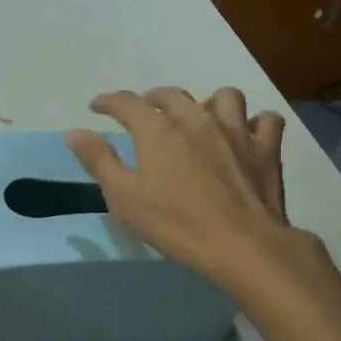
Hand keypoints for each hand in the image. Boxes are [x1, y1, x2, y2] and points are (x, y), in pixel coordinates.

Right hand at [67, 88, 317, 292]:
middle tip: (144, 112)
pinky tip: (246, 136)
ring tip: (200, 118)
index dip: (109, 101)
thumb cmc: (177, 224)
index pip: (127, 103)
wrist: (244, 246)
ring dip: (208, 103)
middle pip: (172, 94)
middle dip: (153, 98)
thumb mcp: (124, 197)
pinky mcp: (266, 149)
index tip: (97, 106)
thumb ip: (99, 161)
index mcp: (158, 130)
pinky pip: (265, 121)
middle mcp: (197, 119)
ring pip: (224, 97)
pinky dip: (254, 124)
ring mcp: (236, 131)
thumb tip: (74, 132)